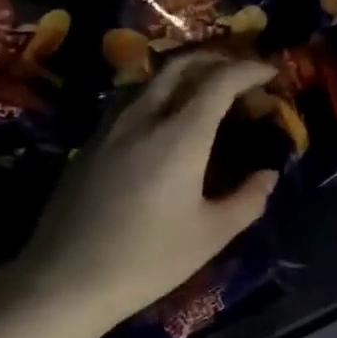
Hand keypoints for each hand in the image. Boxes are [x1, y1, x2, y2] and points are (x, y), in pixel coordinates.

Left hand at [14, 52, 279, 335]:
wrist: (67, 277)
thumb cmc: (148, 260)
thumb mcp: (210, 236)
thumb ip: (247, 200)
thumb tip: (267, 176)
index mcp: (180, 136)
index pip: (219, 82)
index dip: (248, 70)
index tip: (269, 71)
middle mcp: (143, 118)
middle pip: (180, 66)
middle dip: (215, 59)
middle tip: (239, 72)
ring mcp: (109, 128)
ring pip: (149, 80)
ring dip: (182, 74)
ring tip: (202, 90)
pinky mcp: (88, 145)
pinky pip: (128, 101)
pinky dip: (156, 95)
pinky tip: (161, 121)